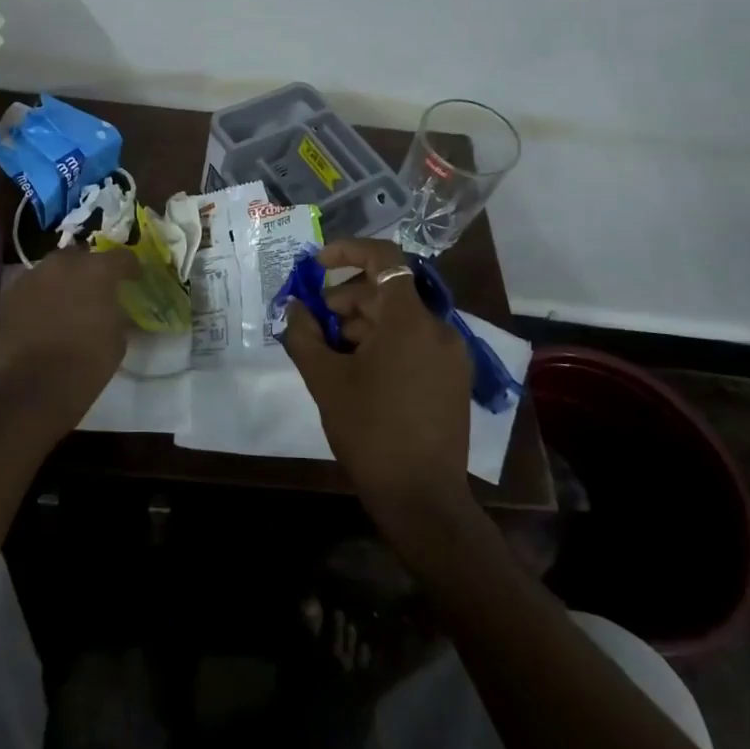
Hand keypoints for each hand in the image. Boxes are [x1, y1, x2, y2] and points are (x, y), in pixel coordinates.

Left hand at [0, 245, 138, 432]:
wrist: (35, 387)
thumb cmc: (87, 363)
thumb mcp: (117, 339)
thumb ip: (116, 313)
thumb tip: (112, 308)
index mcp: (96, 271)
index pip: (121, 257)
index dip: (129, 267)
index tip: (133, 279)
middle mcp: (63, 265)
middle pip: (81, 255)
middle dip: (89, 268)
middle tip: (95, 289)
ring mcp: (32, 277)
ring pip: (52, 269)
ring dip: (62, 280)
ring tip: (66, 302)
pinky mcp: (9, 295)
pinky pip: (31, 287)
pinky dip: (40, 296)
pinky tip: (43, 315)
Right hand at [280, 239, 475, 532]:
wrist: (422, 498)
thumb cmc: (369, 431)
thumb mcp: (325, 379)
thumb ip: (304, 334)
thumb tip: (296, 307)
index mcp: (410, 320)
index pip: (385, 258)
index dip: (348, 251)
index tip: (317, 266)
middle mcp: (438, 328)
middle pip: (388, 291)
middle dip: (347, 298)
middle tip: (315, 323)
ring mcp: (451, 354)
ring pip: (400, 318)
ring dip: (363, 323)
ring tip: (332, 351)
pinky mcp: (454, 378)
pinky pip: (415, 342)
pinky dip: (385, 342)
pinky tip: (359, 370)